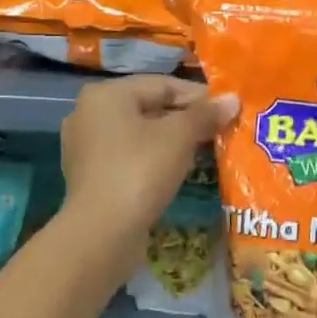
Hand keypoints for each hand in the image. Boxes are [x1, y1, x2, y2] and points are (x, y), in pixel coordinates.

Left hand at [60, 76, 234, 252]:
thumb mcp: (179, 137)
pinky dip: (151, 160)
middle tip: (217, 132)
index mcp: (106, 94)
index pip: (162, 85)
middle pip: (148, 107)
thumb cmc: (140, 171)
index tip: (226, 110)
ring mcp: (84, 146)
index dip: (198, 96)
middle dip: (185, 120)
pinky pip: (127, 157)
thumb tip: (232, 99)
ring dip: (170, 141)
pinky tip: (174, 173)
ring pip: (138, 134)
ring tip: (201, 152)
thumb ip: (205, 115)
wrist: (102, 233)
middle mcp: (88, 113)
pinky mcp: (89, 176)